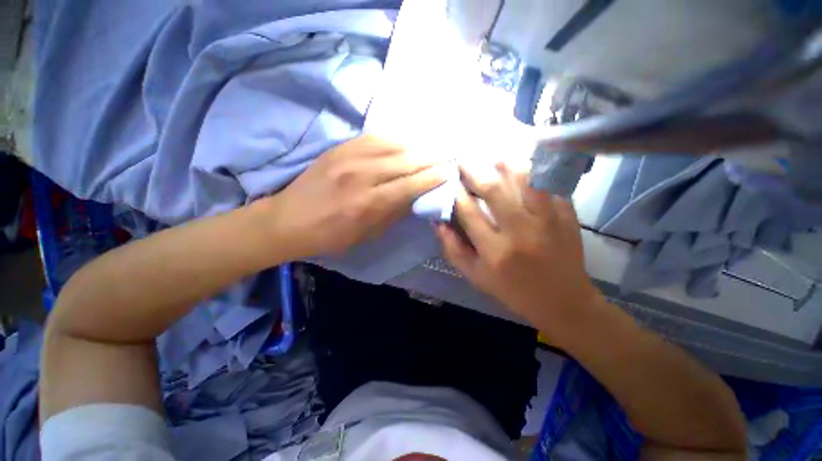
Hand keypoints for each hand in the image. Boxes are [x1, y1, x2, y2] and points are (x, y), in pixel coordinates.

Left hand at [266, 135, 448, 258]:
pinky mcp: (339, 148)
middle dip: (431, 158)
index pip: (410, 185)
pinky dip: (395, 139)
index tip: (449, 172)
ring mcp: (348, 157)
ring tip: (433, 146)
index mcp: (368, 203)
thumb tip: (416, 196)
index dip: (432, 177)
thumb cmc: (331, 235)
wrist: (289, 220)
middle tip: (448, 155)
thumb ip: (394, 213)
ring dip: (416, 145)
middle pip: (405, 161)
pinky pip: (374, 137)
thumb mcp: (367, 234)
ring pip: (392, 145)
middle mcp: (361, 175)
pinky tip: (406, 140)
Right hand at [435, 162, 602, 329]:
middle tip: (463, 160)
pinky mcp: (567, 215)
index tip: (448, 180)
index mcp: (494, 251)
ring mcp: (547, 220)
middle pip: (493, 190)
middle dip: (474, 171)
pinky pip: (548, 183)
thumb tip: (437, 223)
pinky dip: (534, 170)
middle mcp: (520, 232)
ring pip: (524, 179)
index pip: (468, 212)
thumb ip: (454, 250)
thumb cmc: (513, 291)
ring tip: (492, 157)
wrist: (563, 301)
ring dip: (504, 164)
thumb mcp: (476, 277)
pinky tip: (524, 164)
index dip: (455, 192)